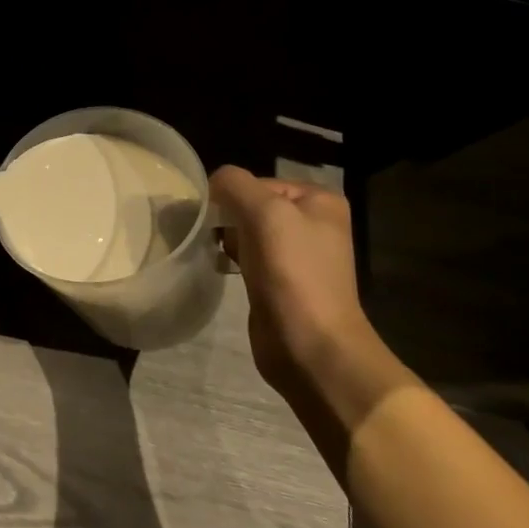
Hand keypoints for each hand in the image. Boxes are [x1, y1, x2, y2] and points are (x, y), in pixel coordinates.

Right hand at [209, 167, 374, 380]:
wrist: (310, 345)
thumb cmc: (292, 272)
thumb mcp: (264, 212)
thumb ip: (234, 184)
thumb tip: (213, 182)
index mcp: (319, 201)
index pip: (259, 182)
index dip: (232, 196)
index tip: (212, 216)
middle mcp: (313, 224)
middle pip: (253, 205)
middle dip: (227, 217)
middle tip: (209, 233)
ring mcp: (298, 255)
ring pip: (247, 231)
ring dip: (226, 238)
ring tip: (211, 250)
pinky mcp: (280, 282)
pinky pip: (248, 257)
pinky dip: (231, 258)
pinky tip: (220, 267)